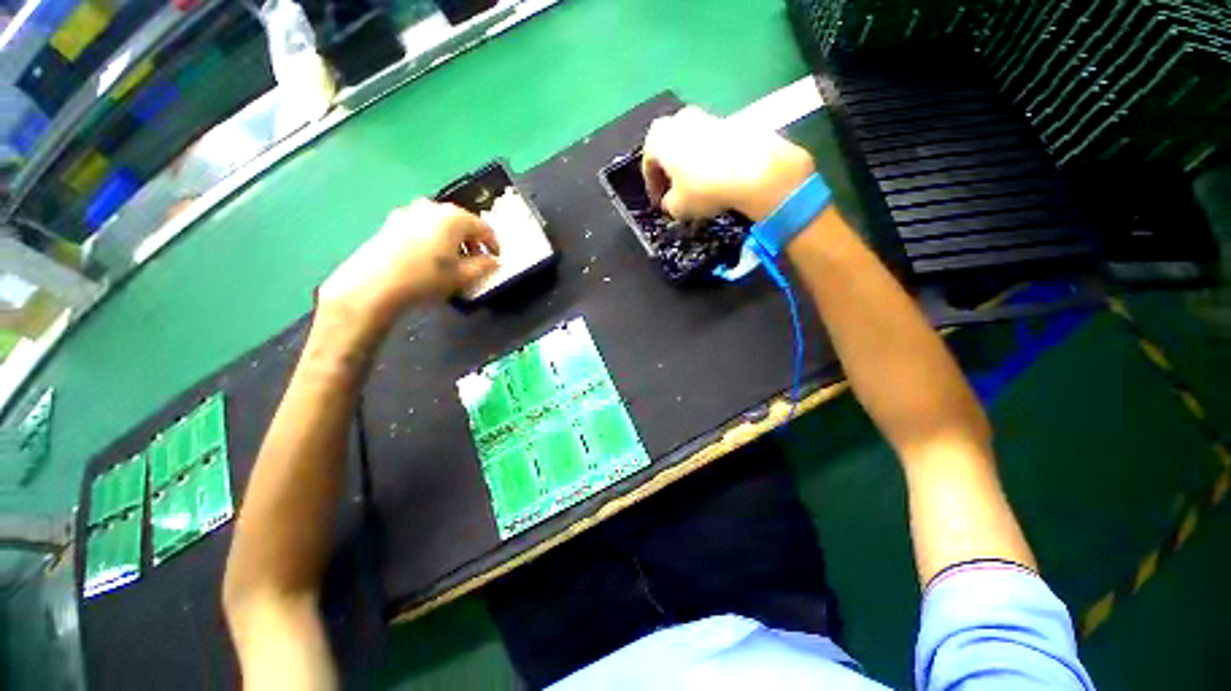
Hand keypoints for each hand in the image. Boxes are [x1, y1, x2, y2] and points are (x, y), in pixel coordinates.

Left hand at [318, 199, 498, 329]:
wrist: (374, 283)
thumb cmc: (423, 279)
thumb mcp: (459, 279)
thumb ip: (482, 268)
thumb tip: (493, 262)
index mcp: (455, 217)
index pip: (483, 227)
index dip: (493, 244)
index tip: (496, 258)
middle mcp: (433, 207)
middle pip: (458, 222)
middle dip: (467, 240)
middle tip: (470, 261)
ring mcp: (409, 212)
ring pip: (436, 224)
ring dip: (444, 239)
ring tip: (443, 261)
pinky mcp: (390, 223)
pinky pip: (417, 228)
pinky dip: (425, 239)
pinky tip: (420, 258)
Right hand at [642, 106, 815, 221]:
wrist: (756, 169)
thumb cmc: (705, 186)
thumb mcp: (679, 206)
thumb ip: (670, 204)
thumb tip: (673, 202)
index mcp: (656, 135)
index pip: (648, 164)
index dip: (654, 187)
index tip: (661, 203)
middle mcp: (679, 119)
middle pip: (673, 147)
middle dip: (676, 168)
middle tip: (682, 190)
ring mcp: (709, 117)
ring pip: (697, 143)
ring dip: (699, 162)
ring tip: (708, 185)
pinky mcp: (738, 122)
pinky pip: (721, 144)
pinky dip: (720, 158)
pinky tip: (728, 177)